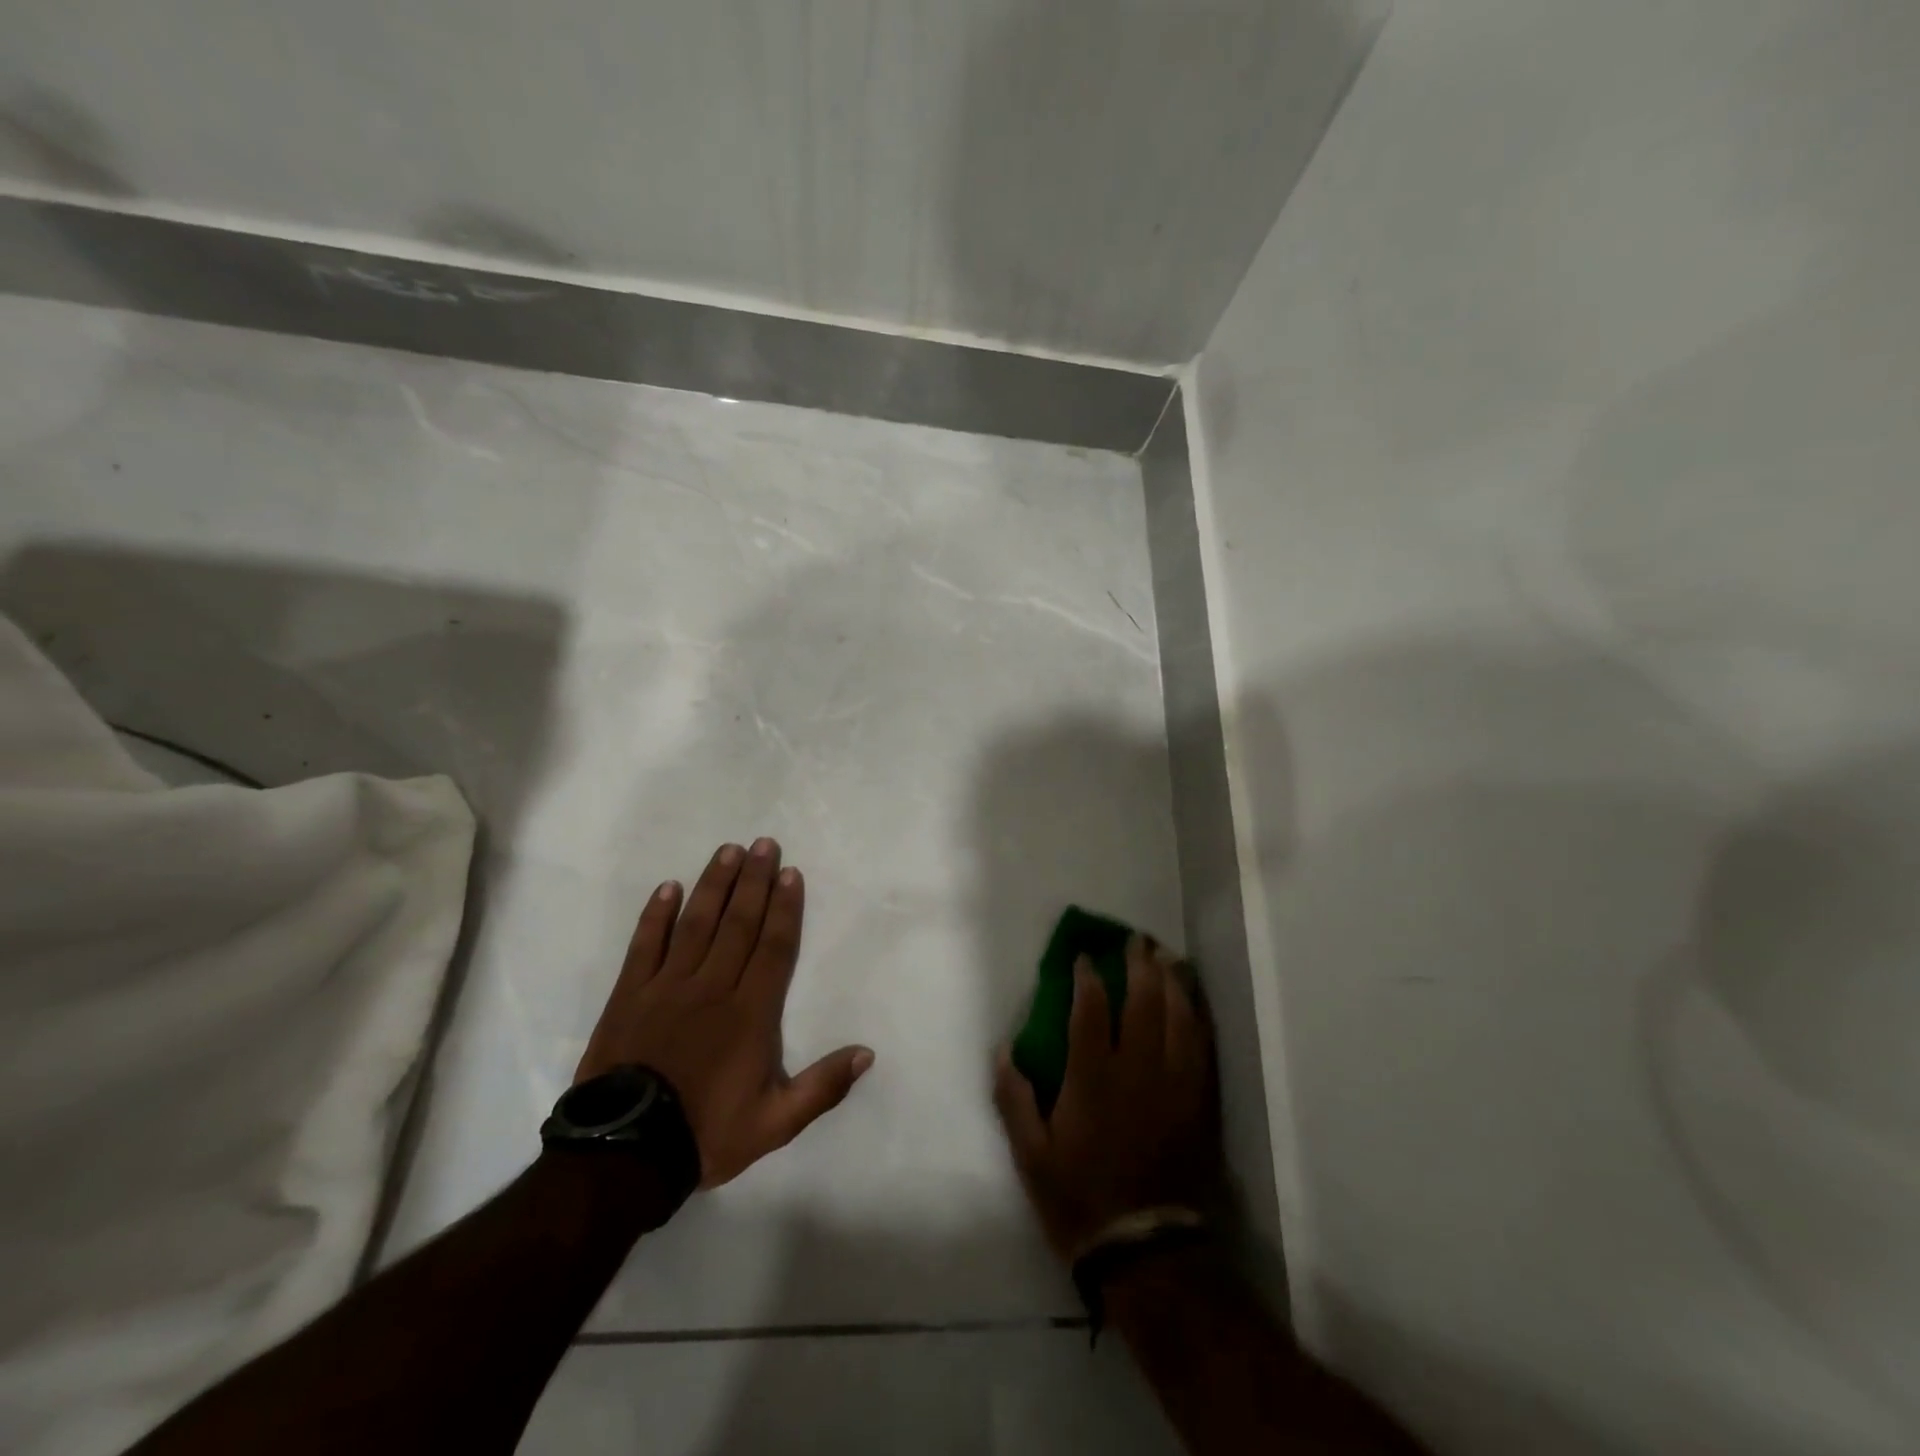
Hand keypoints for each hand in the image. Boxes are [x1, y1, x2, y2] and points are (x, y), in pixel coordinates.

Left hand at [576, 838, 873, 1187]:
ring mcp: (668, 987)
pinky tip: (668, 887)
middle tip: (764, 845)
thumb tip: (867, 1053)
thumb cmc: (706, 1133)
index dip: (785, 908)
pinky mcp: (630, 994)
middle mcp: (713, 987)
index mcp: (751, 1013)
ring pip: (696, 924)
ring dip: (714, 885)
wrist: (625, 1154)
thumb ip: (823, 1087)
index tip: (791, 873)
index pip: (774, 947)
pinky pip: (645, 945)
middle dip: (754, 881)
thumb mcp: (775, 1123)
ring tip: (727, 851)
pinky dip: (656, 915)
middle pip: (738, 923)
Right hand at [994, 934, 1218, 1258]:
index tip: (1083, 955)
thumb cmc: (1080, 1197)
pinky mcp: (1199, 1101)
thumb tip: (1004, 1048)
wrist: (1146, 1251)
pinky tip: (1193, 1001)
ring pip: (1179, 1016)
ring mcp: (1175, 1084)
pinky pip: (1203, 1046)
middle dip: (1138, 964)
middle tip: (1134, 940)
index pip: (1092, 1009)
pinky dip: (1198, 1015)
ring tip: (1166, 957)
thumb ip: (1013, 1096)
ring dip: (1172, 981)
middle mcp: (1138, 1069)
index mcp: (1093, 1077)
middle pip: (1143, 1001)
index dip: (1087, 975)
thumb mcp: (1030, 1155)